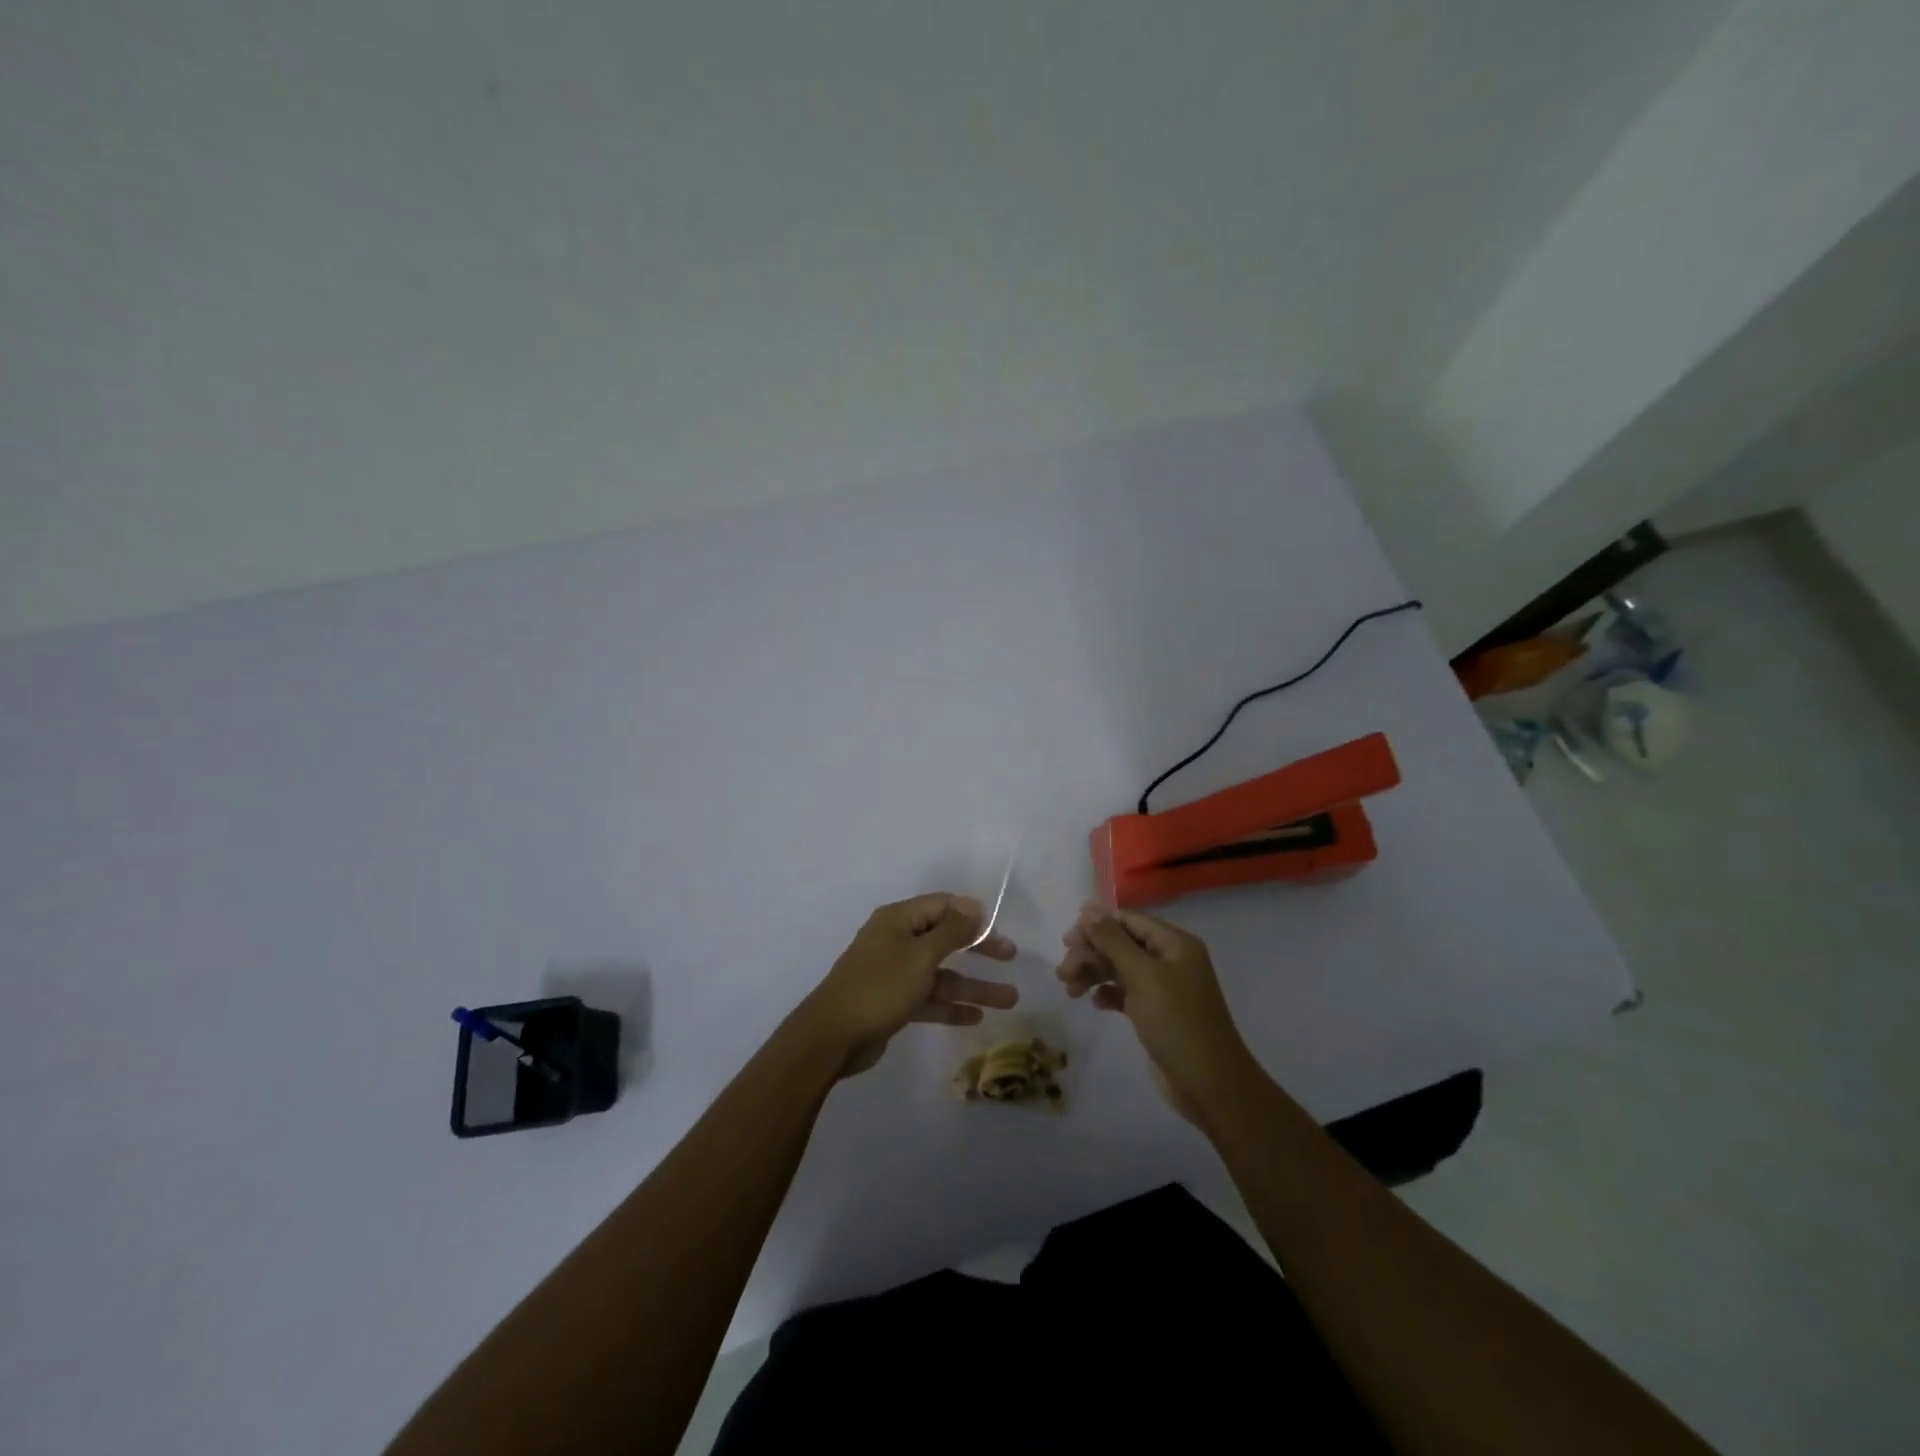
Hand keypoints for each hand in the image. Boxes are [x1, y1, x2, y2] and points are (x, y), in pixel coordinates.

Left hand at [803, 894, 1018, 1076]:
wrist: (832, 1037)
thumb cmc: (880, 987)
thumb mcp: (921, 956)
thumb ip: (951, 931)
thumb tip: (973, 905)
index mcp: (898, 920)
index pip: (942, 906)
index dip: (971, 914)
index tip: (999, 927)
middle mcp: (897, 941)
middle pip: (945, 939)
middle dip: (979, 949)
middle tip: (1011, 957)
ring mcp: (895, 974)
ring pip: (941, 974)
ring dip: (973, 985)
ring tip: (1010, 999)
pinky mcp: (894, 1003)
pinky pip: (929, 998)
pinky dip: (951, 1006)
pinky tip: (977, 1017)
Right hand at [1056, 902, 1255, 1120]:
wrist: (1210, 1085)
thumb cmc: (1177, 1023)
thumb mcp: (1143, 977)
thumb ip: (1112, 941)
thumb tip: (1088, 908)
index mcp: (1174, 943)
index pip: (1128, 921)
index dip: (1096, 925)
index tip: (1067, 940)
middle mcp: (1170, 959)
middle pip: (1121, 944)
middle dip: (1091, 953)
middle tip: (1063, 972)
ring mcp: (1164, 987)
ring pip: (1119, 968)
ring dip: (1093, 973)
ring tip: (1069, 989)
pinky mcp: (1156, 1012)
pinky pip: (1125, 992)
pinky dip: (1107, 994)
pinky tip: (1095, 1003)